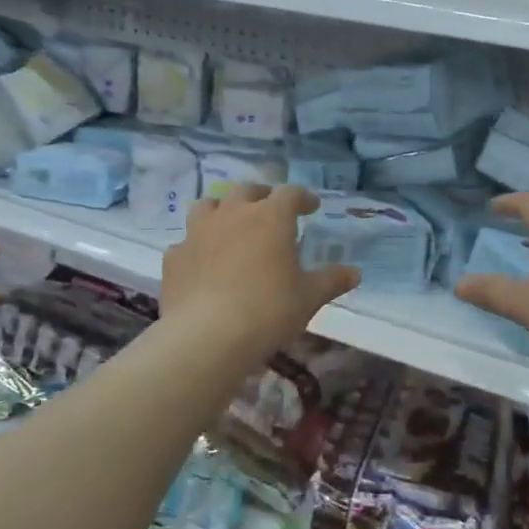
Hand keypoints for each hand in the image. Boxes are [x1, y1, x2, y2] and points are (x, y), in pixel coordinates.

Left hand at [160, 184, 359, 359]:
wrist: (207, 337)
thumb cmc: (268, 311)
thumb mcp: (308, 298)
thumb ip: (331, 281)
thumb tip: (355, 273)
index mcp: (270, 218)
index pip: (290, 193)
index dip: (302, 197)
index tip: (311, 207)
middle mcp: (233, 214)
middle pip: (247, 191)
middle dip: (262, 197)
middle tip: (271, 210)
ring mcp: (198, 232)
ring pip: (209, 206)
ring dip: (222, 210)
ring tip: (230, 225)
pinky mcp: (174, 256)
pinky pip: (187, 241)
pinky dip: (198, 246)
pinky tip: (203, 262)